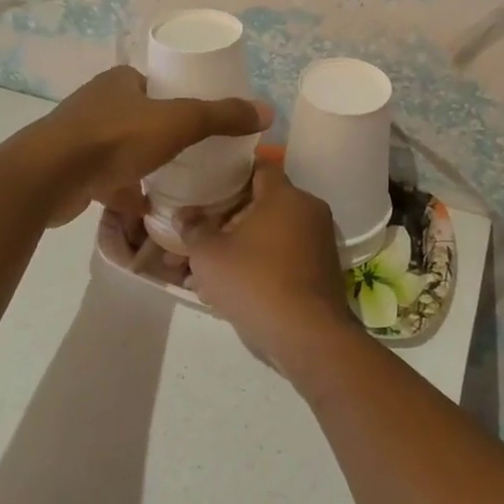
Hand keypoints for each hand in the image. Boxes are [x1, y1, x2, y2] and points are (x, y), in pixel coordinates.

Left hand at [34, 65, 269, 226]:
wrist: (49, 177)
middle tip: (192, 152)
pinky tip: (144, 206)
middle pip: (141, 116)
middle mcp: (97, 102)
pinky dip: (125, 190)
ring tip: (172, 179)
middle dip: (163, 134)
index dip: (180, 98)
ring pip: (122, 148)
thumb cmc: (115, 138)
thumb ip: (221, 116)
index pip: (157, 84)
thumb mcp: (179, 122)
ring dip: (144, 162)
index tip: (201, 120)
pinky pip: (106, 177)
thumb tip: (267, 110)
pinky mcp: (69, 169)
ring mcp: (79, 137)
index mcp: (120, 81)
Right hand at [183, 163, 357, 377]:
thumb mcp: (210, 255)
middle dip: (223, 222)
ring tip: (198, 272)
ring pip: (267, 236)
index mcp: (285, 195)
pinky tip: (223, 290)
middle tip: (193, 238)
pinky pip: (280, 258)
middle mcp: (307, 210)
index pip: (259, 167)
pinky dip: (255, 266)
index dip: (230, 174)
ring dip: (235, 249)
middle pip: (259, 205)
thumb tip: (183, 215)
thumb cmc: (255, 282)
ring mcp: (317, 241)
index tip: (206, 186)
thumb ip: (193, 230)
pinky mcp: (319, 271)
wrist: (307, 336)